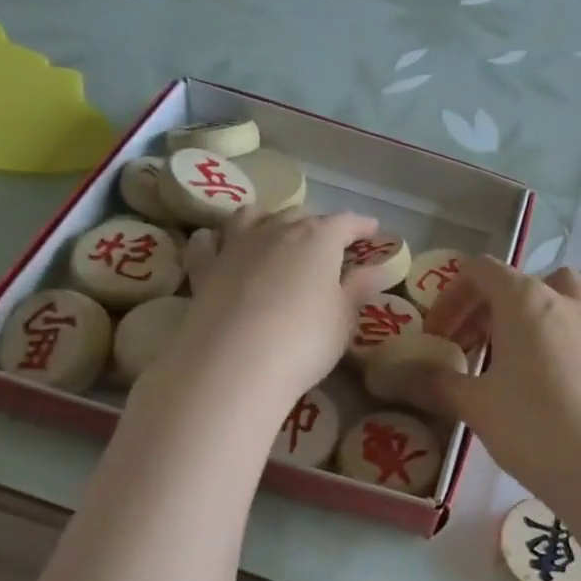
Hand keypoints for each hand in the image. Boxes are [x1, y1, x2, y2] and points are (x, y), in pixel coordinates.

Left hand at [159, 207, 399, 405]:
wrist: (234, 365)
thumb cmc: (304, 340)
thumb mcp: (343, 318)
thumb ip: (358, 288)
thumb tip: (375, 268)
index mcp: (318, 239)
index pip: (345, 223)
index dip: (361, 225)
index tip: (373, 230)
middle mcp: (276, 231)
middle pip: (299, 215)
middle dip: (318, 224)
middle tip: (329, 242)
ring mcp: (235, 246)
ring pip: (252, 216)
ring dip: (269, 219)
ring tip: (275, 232)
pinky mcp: (204, 268)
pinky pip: (209, 241)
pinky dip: (218, 238)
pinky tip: (221, 246)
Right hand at [379, 261, 580, 520]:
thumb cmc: (534, 428)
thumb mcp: (476, 406)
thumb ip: (434, 383)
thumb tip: (393, 377)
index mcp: (525, 299)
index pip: (480, 271)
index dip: (450, 297)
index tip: (435, 336)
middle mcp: (564, 299)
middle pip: (515, 282)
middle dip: (481, 309)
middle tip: (462, 351)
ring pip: (557, 293)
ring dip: (528, 310)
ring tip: (511, 349)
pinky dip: (564, 325)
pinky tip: (554, 361)